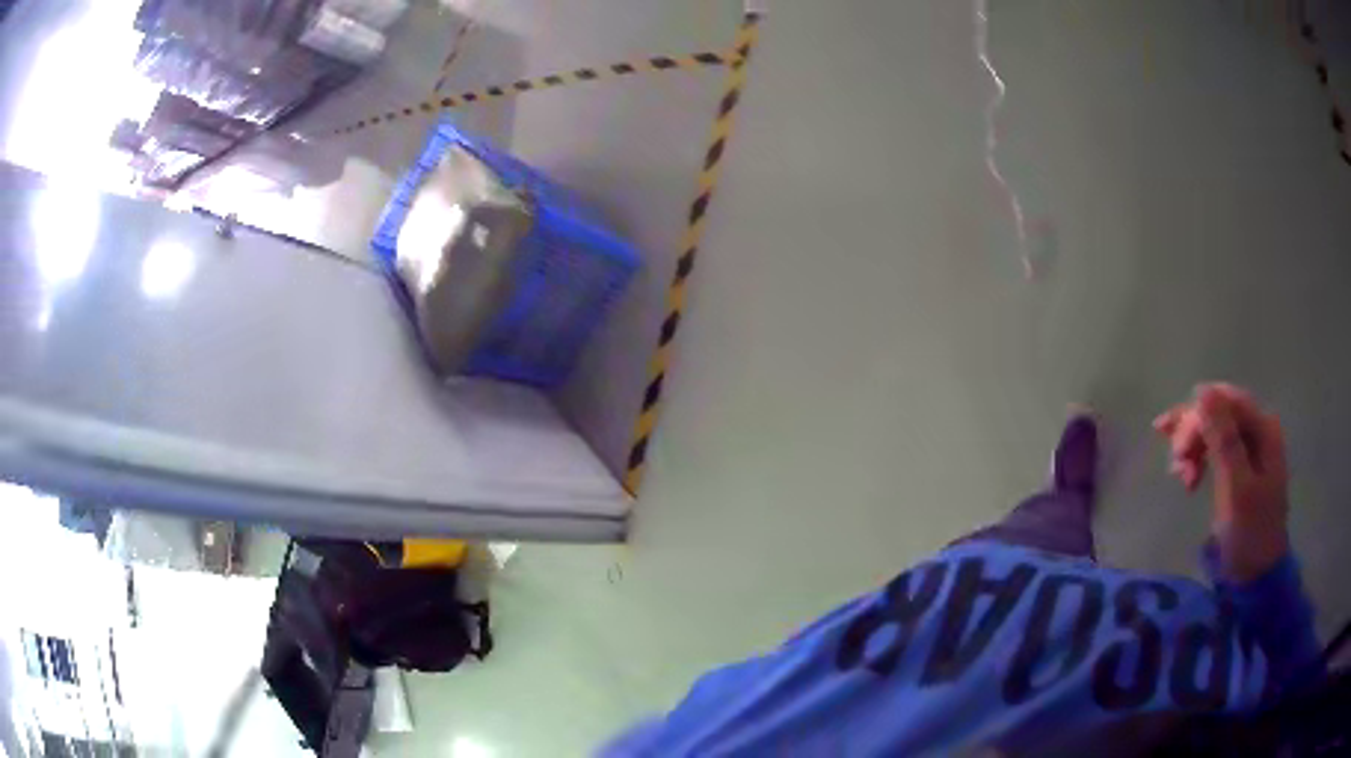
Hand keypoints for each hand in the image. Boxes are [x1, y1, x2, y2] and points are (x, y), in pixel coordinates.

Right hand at [1154, 384, 1289, 582]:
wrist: (1258, 575)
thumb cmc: (1249, 533)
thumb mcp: (1236, 488)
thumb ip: (1223, 439)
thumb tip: (1202, 391)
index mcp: (1263, 428)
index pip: (1225, 400)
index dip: (1197, 417)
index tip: (1177, 452)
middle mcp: (1259, 428)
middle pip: (1220, 411)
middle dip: (1194, 434)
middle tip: (1175, 466)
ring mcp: (1252, 447)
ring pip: (1215, 428)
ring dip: (1194, 446)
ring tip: (1180, 475)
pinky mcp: (1243, 465)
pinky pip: (1217, 446)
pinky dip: (1200, 456)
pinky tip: (1189, 474)